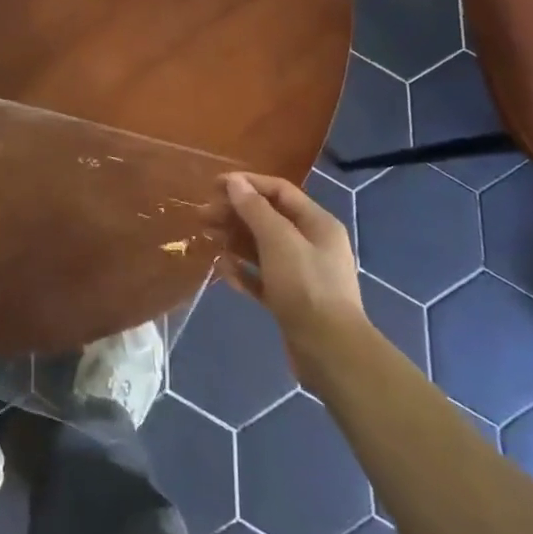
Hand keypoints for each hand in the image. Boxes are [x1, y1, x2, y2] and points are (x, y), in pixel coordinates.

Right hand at [222, 173, 365, 378]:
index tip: (214, 186)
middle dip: (235, 214)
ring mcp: (301, 274)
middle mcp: (312, 244)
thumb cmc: (306, 286)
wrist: (330, 351)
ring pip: (262, 248)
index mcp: (317, 224)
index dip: (247, 184)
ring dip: (235, 240)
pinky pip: (262, 278)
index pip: (279, 191)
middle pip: (268, 219)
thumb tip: (234, 182)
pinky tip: (223, 271)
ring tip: (207, 238)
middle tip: (202, 216)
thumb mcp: (279, 241)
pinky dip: (243, 272)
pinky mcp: (290, 300)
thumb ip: (255, 210)